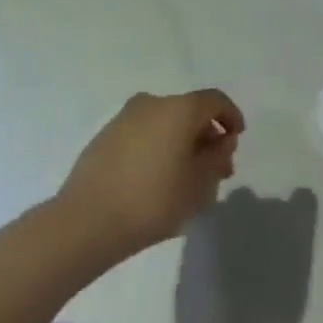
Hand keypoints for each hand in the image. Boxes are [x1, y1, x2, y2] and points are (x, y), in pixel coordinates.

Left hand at [55, 89, 244, 260]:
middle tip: (215, 169)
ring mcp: (126, 117)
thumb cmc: (152, 201)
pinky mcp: (106, 135)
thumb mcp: (198, 185)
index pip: (215, 101)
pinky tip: (157, 178)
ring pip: (166, 123)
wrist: (86, 221)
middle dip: (207, 137)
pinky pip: (144, 133)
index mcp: (179, 109)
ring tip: (186, 179)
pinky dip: (158, 146)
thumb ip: (217, 158)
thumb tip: (222, 141)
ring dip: (182, 143)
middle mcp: (153, 102)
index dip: (231, 117)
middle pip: (190, 112)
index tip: (236, 140)